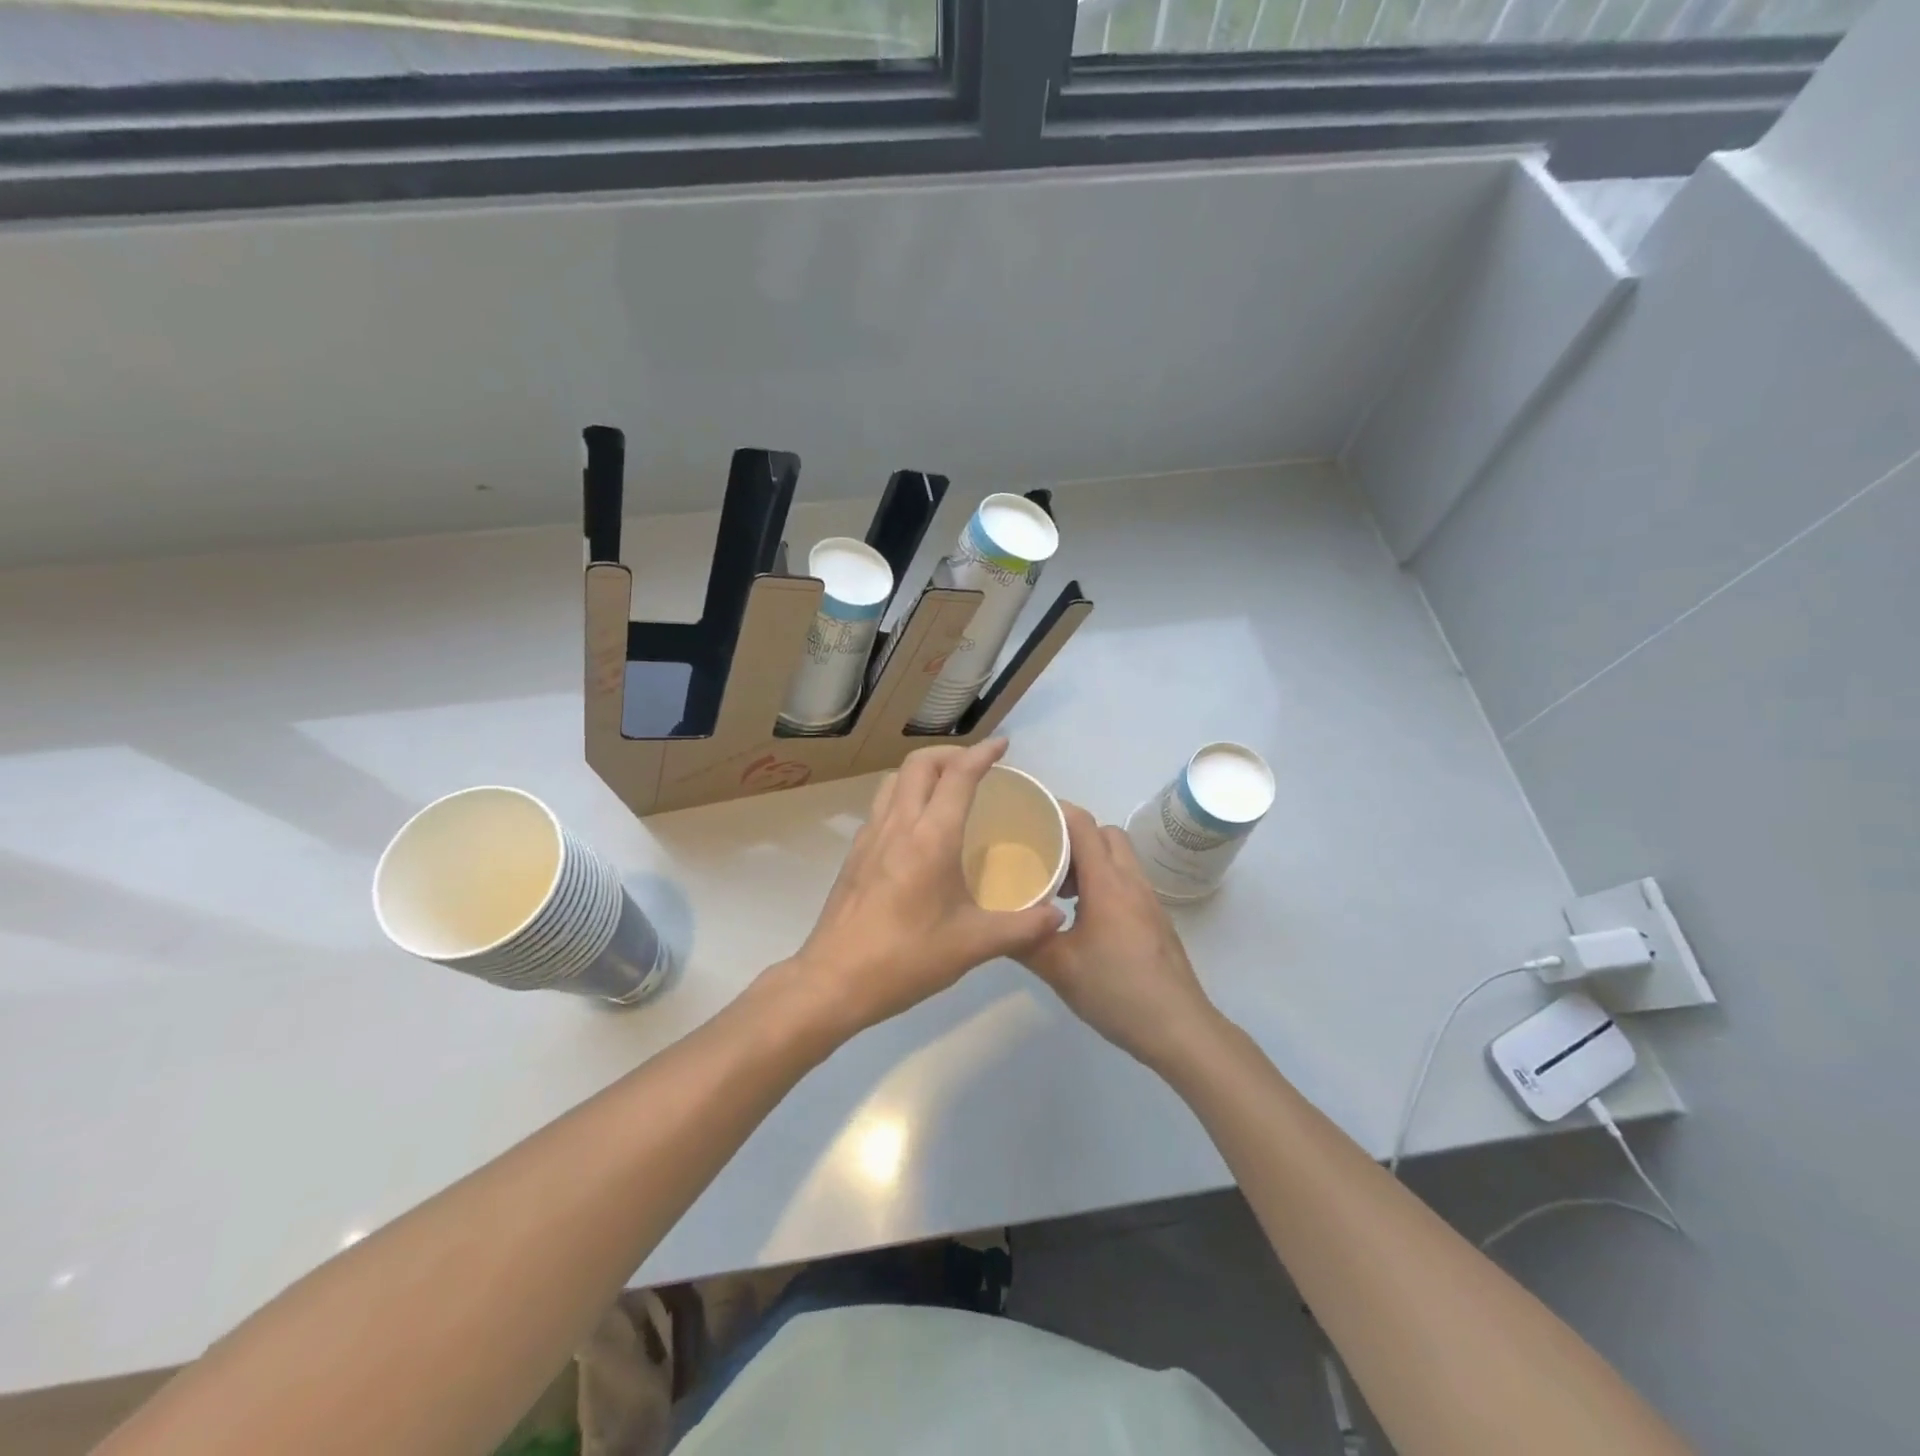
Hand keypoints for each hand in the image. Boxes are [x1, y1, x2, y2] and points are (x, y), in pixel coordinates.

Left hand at [784, 739, 1065, 1038]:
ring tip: (948, 788)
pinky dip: (905, 796)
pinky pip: (882, 806)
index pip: (958, 775)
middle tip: (977, 766)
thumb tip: (1056, 916)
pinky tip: (919, 828)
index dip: (982, 753)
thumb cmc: (906, 958)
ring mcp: (870, 837)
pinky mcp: (855, 854)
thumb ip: (1022, 928)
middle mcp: (898, 825)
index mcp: (931, 837)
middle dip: (951, 753)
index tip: (1003, 745)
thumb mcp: (973, 945)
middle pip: (920, 764)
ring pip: (894, 780)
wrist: (833, 980)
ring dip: (923, 771)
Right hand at [1020, 805, 1219, 1070]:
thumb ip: (1023, 941)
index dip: (1056, 811)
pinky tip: (1082, 916)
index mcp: (1107, 883)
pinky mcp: (1155, 918)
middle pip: (1104, 833)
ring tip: (1059, 889)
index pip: (1083, 825)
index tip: (1026, 815)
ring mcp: (1147, 899)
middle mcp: (1131, 881)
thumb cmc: (1117, 991)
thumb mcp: (1059, 968)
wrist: (1178, 1027)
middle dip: (1072, 835)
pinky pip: (1126, 879)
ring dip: (1089, 860)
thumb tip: (994, 923)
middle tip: (1042, 857)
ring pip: (1118, 857)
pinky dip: (1103, 881)